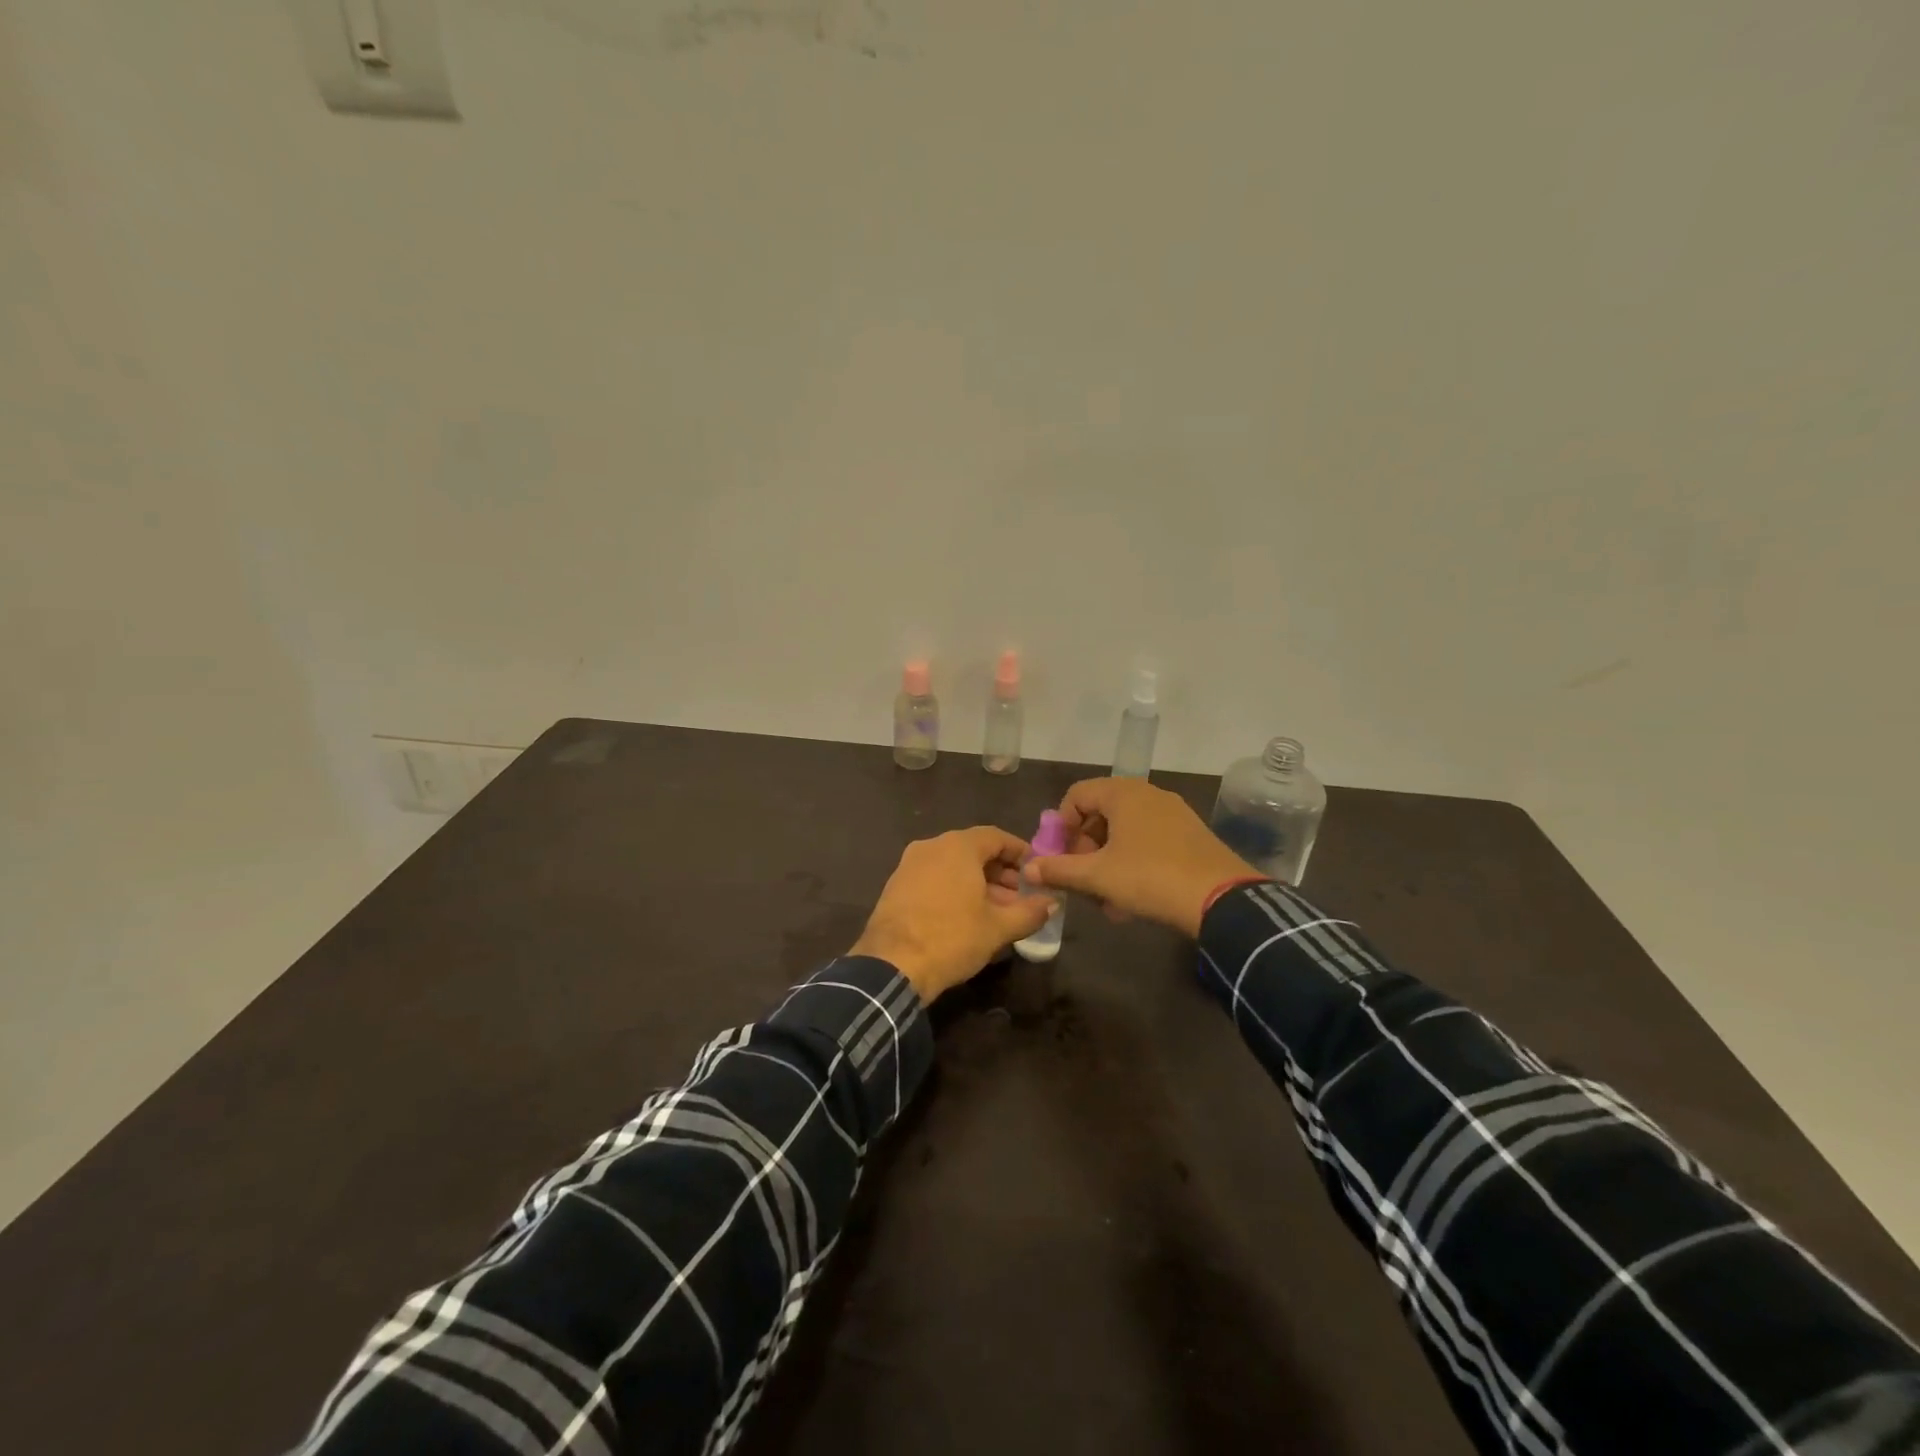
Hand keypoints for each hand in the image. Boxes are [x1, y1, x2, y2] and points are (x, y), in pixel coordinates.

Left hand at [850, 827, 1054, 1002]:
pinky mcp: (895, 886)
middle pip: (973, 850)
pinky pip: (934, 878)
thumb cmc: (952, 938)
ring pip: (952, 866)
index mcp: (957, 846)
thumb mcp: (998, 928)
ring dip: (978, 883)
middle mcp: (931, 846)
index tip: (1036, 872)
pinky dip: (954, 889)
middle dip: (1000, 872)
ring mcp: (909, 865)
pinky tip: (966, 916)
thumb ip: (1030, 911)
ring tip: (998, 911)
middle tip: (1020, 897)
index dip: (1020, 852)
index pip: (996, 837)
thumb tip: (1052, 903)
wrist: (891, 966)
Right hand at [1024, 777, 1258, 937]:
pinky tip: (1132, 898)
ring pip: (1124, 831)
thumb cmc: (1150, 878)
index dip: (1061, 826)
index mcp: (1123, 793)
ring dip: (1107, 860)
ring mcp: (1173, 813)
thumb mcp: (1098, 876)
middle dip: (1085, 847)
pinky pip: (1148, 840)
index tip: (1061, 857)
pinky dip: (1132, 862)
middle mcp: (1148, 794)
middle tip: (1082, 877)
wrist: (1221, 899)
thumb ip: (1059, 869)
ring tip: (1106, 897)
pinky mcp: (1190, 834)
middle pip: (1100, 812)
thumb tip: (1029, 867)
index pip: (1076, 795)